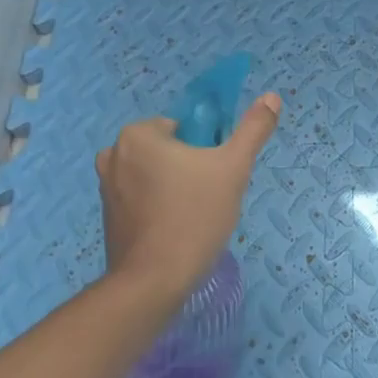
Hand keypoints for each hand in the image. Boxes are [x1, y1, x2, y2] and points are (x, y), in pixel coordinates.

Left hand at [95, 92, 281, 302]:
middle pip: (168, 150)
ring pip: (155, 175)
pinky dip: (158, 207)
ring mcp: (105, 187)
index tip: (216, 176)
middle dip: (190, 169)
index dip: (206, 150)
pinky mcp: (107, 216)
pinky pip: (141, 199)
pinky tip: (175, 230)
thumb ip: (253, 129)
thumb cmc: (194, 216)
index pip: (184, 128)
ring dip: (175, 188)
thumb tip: (272, 96)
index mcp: (137, 134)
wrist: (153, 281)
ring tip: (194, 217)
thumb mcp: (234, 168)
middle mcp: (113, 154)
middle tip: (209, 198)